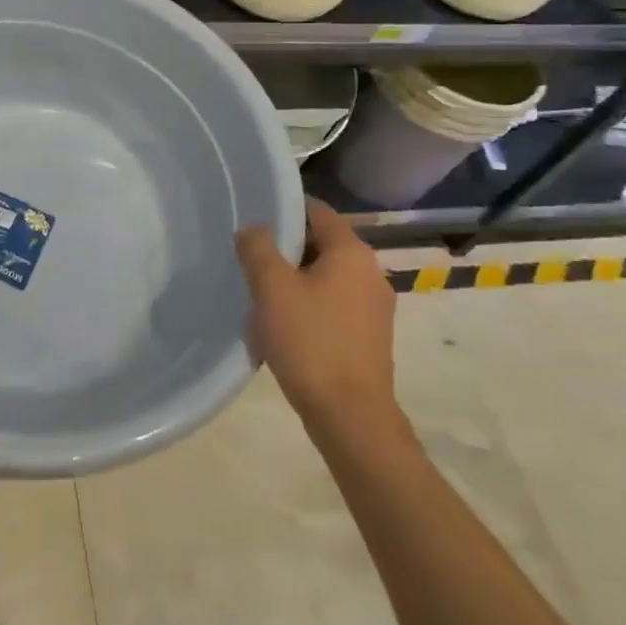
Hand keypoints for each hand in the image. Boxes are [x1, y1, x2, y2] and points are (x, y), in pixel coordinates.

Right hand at [235, 197, 398, 428]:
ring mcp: (375, 307)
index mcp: (352, 253)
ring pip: (326, 276)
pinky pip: (334, 304)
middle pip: (322, 243)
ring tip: (261, 293)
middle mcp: (370, 272)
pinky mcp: (370, 336)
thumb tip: (253, 230)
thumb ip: (257, 248)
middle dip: (286, 248)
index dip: (286, 208)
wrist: (350, 416)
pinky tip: (284, 325)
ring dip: (295, 279)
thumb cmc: (310, 341)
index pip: (318, 211)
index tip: (254, 215)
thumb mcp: (271, 288)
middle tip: (250, 257)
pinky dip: (309, 304)